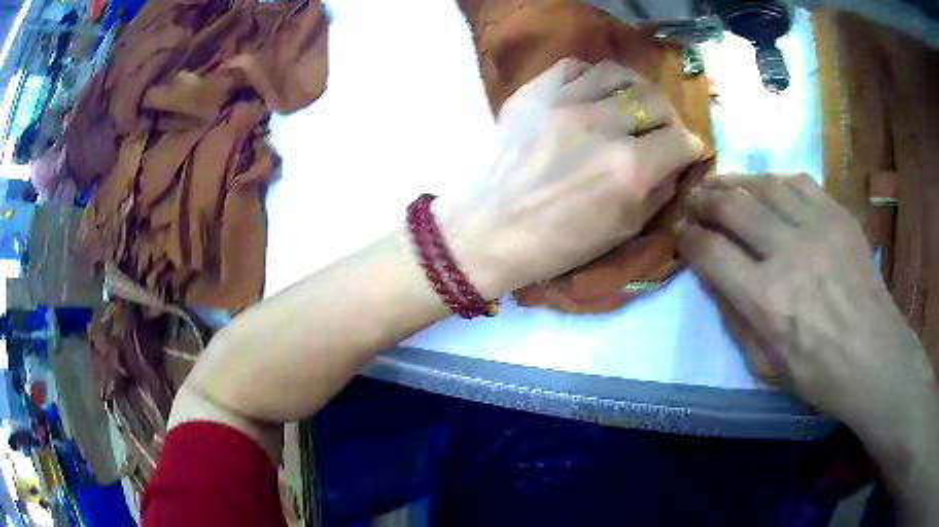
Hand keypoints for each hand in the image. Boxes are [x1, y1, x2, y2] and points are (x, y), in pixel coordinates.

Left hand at [437, 59, 703, 297]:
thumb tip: (676, 162)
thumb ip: (657, 192)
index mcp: (628, 170)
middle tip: (660, 131)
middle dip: (668, 117)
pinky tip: (593, 94)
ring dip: (635, 90)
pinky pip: (575, 67)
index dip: (690, 147)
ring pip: (619, 73)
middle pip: (655, 100)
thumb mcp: (621, 231)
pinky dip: (594, 77)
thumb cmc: (554, 245)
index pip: (680, 140)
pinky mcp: (533, 92)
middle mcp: (601, 126)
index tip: (686, 152)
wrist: (484, 231)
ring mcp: (563, 102)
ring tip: (631, 106)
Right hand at [676, 174, 936, 448]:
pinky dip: (776, 181)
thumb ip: (734, 319)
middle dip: (705, 198)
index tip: (680, 231)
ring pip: (765, 185)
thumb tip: (710, 277)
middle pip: (733, 206)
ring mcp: (817, 227)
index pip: (711, 251)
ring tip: (724, 184)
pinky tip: (768, 187)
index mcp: (766, 299)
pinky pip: (799, 182)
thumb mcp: (764, 365)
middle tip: (695, 198)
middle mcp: (788, 252)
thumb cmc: (818, 373)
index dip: (688, 237)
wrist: (874, 357)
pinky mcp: (838, 215)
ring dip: (737, 182)